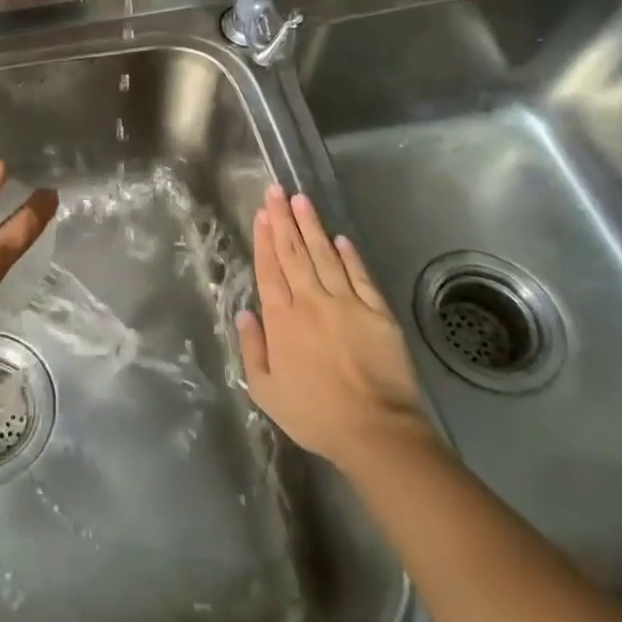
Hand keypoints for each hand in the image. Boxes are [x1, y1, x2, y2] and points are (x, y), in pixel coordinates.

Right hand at [236, 185, 433, 474]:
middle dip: (283, 219)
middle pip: (294, 252)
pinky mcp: (377, 312)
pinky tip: (340, 238)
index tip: (261, 212)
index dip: (264, 238)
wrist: (376, 431)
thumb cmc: (314, 414)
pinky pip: (360, 275)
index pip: (269, 268)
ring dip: (312, 226)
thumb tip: (244, 314)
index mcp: (281, 319)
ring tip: (301, 200)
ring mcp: (346, 303)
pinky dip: (349, 255)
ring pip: (324, 255)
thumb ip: (252, 348)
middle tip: (276, 190)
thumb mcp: (266, 390)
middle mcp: (310, 301)